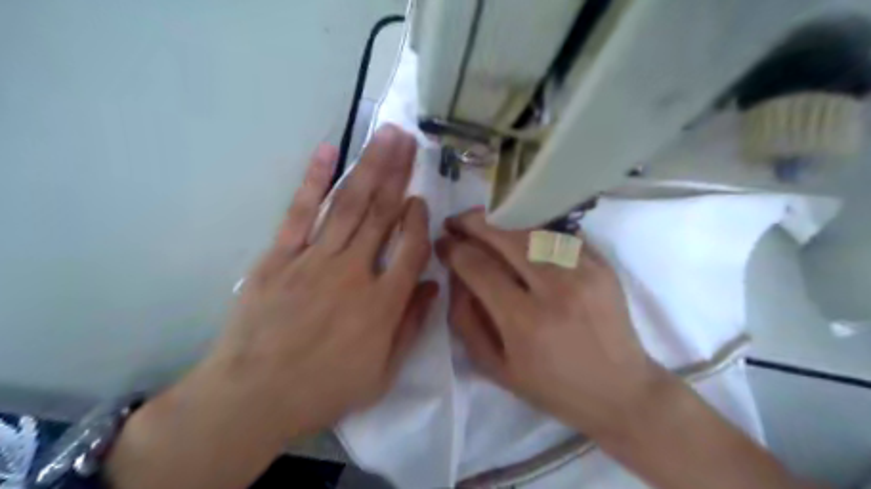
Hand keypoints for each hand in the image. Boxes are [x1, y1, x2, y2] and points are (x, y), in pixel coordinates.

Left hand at [108, 125, 435, 488]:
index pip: (411, 248)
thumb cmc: (324, 389)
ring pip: (349, 204)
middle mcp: (354, 272)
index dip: (419, 220)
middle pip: (382, 214)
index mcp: (382, 303)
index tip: (420, 199)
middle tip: (409, 140)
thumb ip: (411, 326)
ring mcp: (314, 260)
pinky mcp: (280, 256)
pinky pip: (301, 211)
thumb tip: (433, 286)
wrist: (252, 397)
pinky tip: (328, 150)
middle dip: (399, 174)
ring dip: (370, 167)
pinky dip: (315, 179)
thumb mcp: (382, 373)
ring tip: (386, 135)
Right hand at [435, 208, 670, 436]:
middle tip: (456, 221)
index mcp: (525, 322)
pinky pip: (559, 233)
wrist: (620, 390)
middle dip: (474, 222)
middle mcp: (556, 289)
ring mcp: (585, 271)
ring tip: (483, 221)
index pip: (479, 267)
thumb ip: (465, 320)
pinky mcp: (603, 264)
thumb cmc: (551, 386)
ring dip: (502, 220)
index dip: (454, 250)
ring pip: (533, 228)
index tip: (442, 243)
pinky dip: (533, 227)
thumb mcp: (495, 367)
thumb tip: (455, 275)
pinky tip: (519, 231)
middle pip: (506, 236)